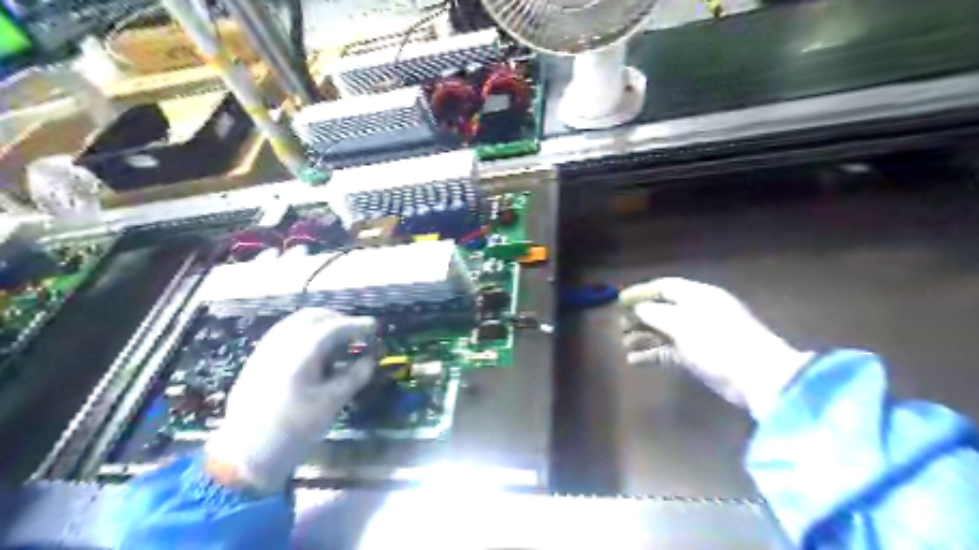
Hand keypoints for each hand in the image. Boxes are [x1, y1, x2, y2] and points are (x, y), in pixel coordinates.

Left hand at [204, 308, 376, 493]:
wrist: (245, 456)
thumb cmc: (294, 430)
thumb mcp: (331, 403)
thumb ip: (354, 377)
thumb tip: (369, 360)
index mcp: (300, 353)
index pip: (333, 327)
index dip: (356, 324)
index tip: (374, 327)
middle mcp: (280, 344)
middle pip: (312, 316)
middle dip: (337, 320)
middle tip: (356, 333)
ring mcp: (265, 350)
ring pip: (296, 323)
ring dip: (321, 325)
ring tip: (338, 343)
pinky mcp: (257, 361)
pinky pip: (285, 335)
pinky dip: (306, 335)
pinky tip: (315, 354)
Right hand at [618, 277, 820, 419]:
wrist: (756, 377)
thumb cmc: (717, 342)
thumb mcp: (682, 323)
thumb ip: (655, 313)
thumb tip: (638, 308)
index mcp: (697, 296)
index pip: (664, 287)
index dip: (641, 292)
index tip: (619, 301)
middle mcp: (697, 311)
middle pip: (662, 308)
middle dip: (639, 316)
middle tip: (619, 325)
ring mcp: (698, 335)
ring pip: (664, 331)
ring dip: (643, 336)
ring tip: (623, 344)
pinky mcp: (698, 356)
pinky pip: (669, 351)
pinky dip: (652, 354)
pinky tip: (634, 361)